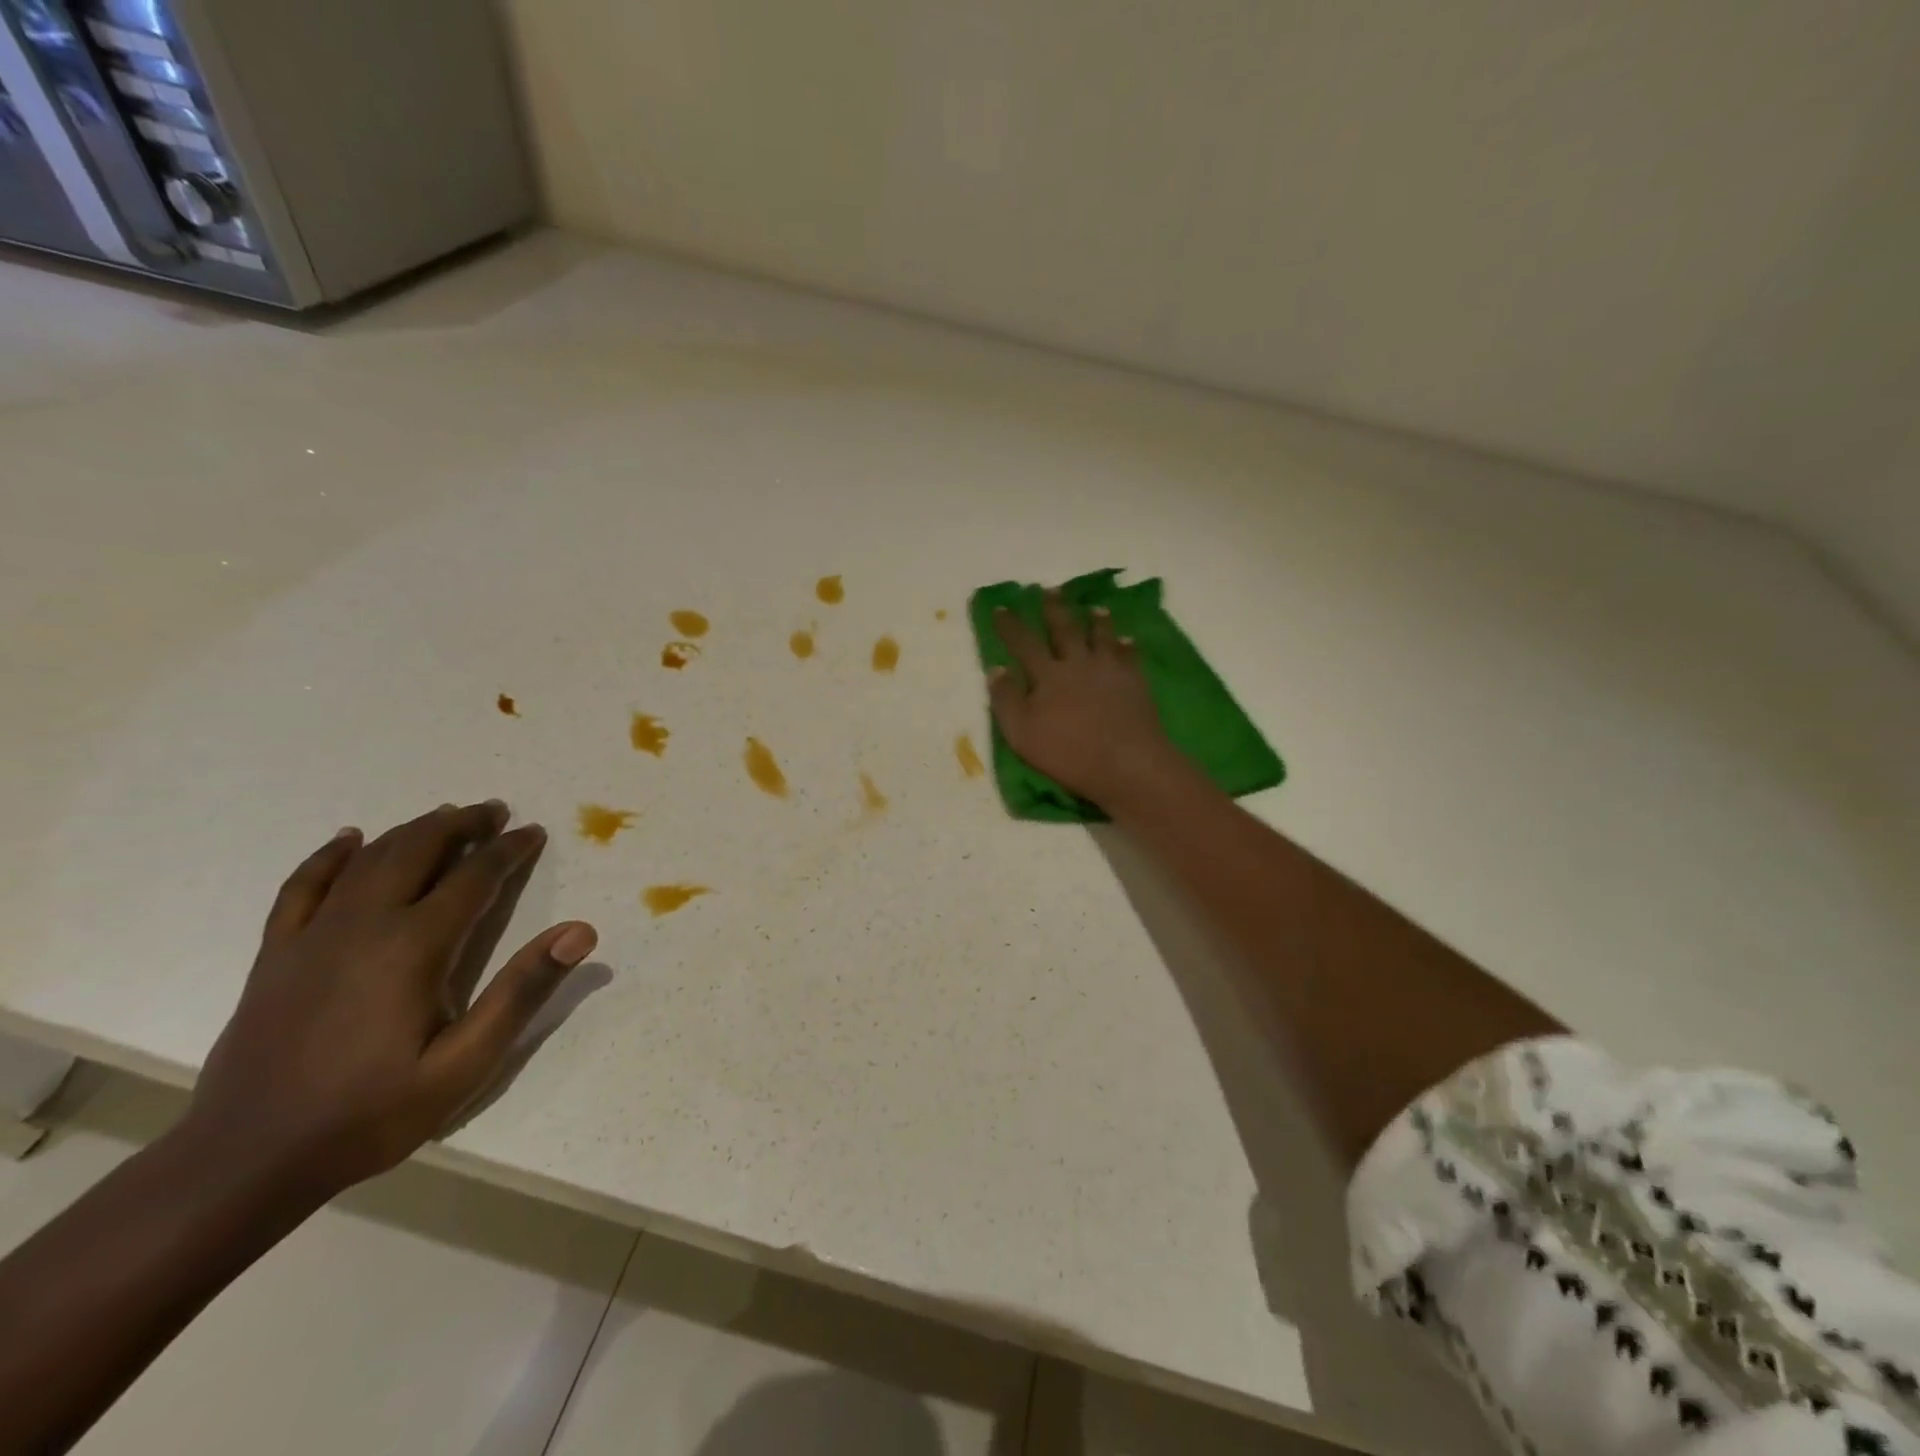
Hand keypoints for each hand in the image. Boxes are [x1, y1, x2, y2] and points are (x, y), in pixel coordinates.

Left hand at [185, 801, 596, 1197]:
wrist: (245, 1162)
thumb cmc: (370, 1113)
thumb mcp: (464, 1063)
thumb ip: (522, 992)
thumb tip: (580, 931)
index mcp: (413, 947)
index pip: (473, 878)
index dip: (508, 851)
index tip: (533, 832)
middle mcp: (363, 926)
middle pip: (417, 851)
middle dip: (461, 825)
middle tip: (495, 812)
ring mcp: (312, 937)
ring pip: (368, 860)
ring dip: (412, 831)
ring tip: (445, 816)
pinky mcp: (278, 955)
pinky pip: (303, 887)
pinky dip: (329, 856)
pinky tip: (349, 840)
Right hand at [988, 591, 1177, 805]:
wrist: (1126, 762)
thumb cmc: (1068, 752)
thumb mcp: (1022, 733)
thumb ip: (1006, 700)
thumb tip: (996, 668)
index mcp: (1048, 675)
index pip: (1024, 644)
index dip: (1010, 626)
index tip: (1001, 607)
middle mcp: (1078, 664)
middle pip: (1065, 630)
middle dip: (1055, 609)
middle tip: (1051, 590)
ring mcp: (1110, 671)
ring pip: (1101, 637)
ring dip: (1097, 621)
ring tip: (1096, 608)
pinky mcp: (1135, 683)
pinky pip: (1130, 656)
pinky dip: (1127, 646)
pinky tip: (1128, 640)